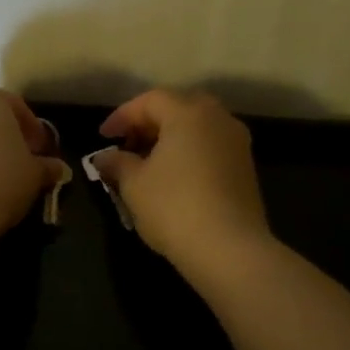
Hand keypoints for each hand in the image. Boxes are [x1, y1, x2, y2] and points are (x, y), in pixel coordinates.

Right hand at [97, 89, 271, 271]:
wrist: (229, 249)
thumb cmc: (173, 207)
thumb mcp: (133, 184)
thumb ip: (117, 163)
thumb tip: (104, 157)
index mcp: (188, 113)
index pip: (150, 100)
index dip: (122, 116)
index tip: (103, 137)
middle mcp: (218, 119)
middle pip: (178, 107)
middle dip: (149, 123)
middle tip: (128, 144)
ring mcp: (237, 143)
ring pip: (197, 127)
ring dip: (170, 138)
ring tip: (147, 163)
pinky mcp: (246, 168)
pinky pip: (211, 147)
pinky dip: (189, 153)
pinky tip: (172, 177)